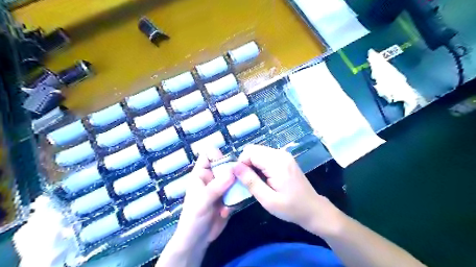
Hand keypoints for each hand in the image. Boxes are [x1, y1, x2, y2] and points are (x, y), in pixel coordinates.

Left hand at [174, 149, 235, 250]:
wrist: (198, 239)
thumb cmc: (193, 218)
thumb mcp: (203, 200)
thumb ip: (216, 186)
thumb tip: (232, 170)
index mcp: (201, 174)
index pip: (208, 155)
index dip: (217, 155)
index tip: (228, 163)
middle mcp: (212, 178)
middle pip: (226, 165)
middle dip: (233, 171)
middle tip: (240, 179)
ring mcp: (222, 187)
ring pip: (234, 178)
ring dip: (237, 186)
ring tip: (235, 197)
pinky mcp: (229, 197)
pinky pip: (238, 191)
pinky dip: (238, 197)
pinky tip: (230, 209)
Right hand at [233, 145, 339, 234]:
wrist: (312, 208)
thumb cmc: (290, 207)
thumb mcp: (267, 199)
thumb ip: (250, 181)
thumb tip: (234, 167)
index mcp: (277, 162)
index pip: (249, 152)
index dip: (241, 164)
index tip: (242, 180)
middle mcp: (280, 153)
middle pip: (253, 149)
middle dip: (246, 163)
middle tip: (249, 181)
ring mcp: (283, 154)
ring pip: (258, 152)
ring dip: (252, 164)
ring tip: (257, 181)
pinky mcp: (284, 158)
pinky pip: (265, 156)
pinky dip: (260, 164)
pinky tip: (264, 177)